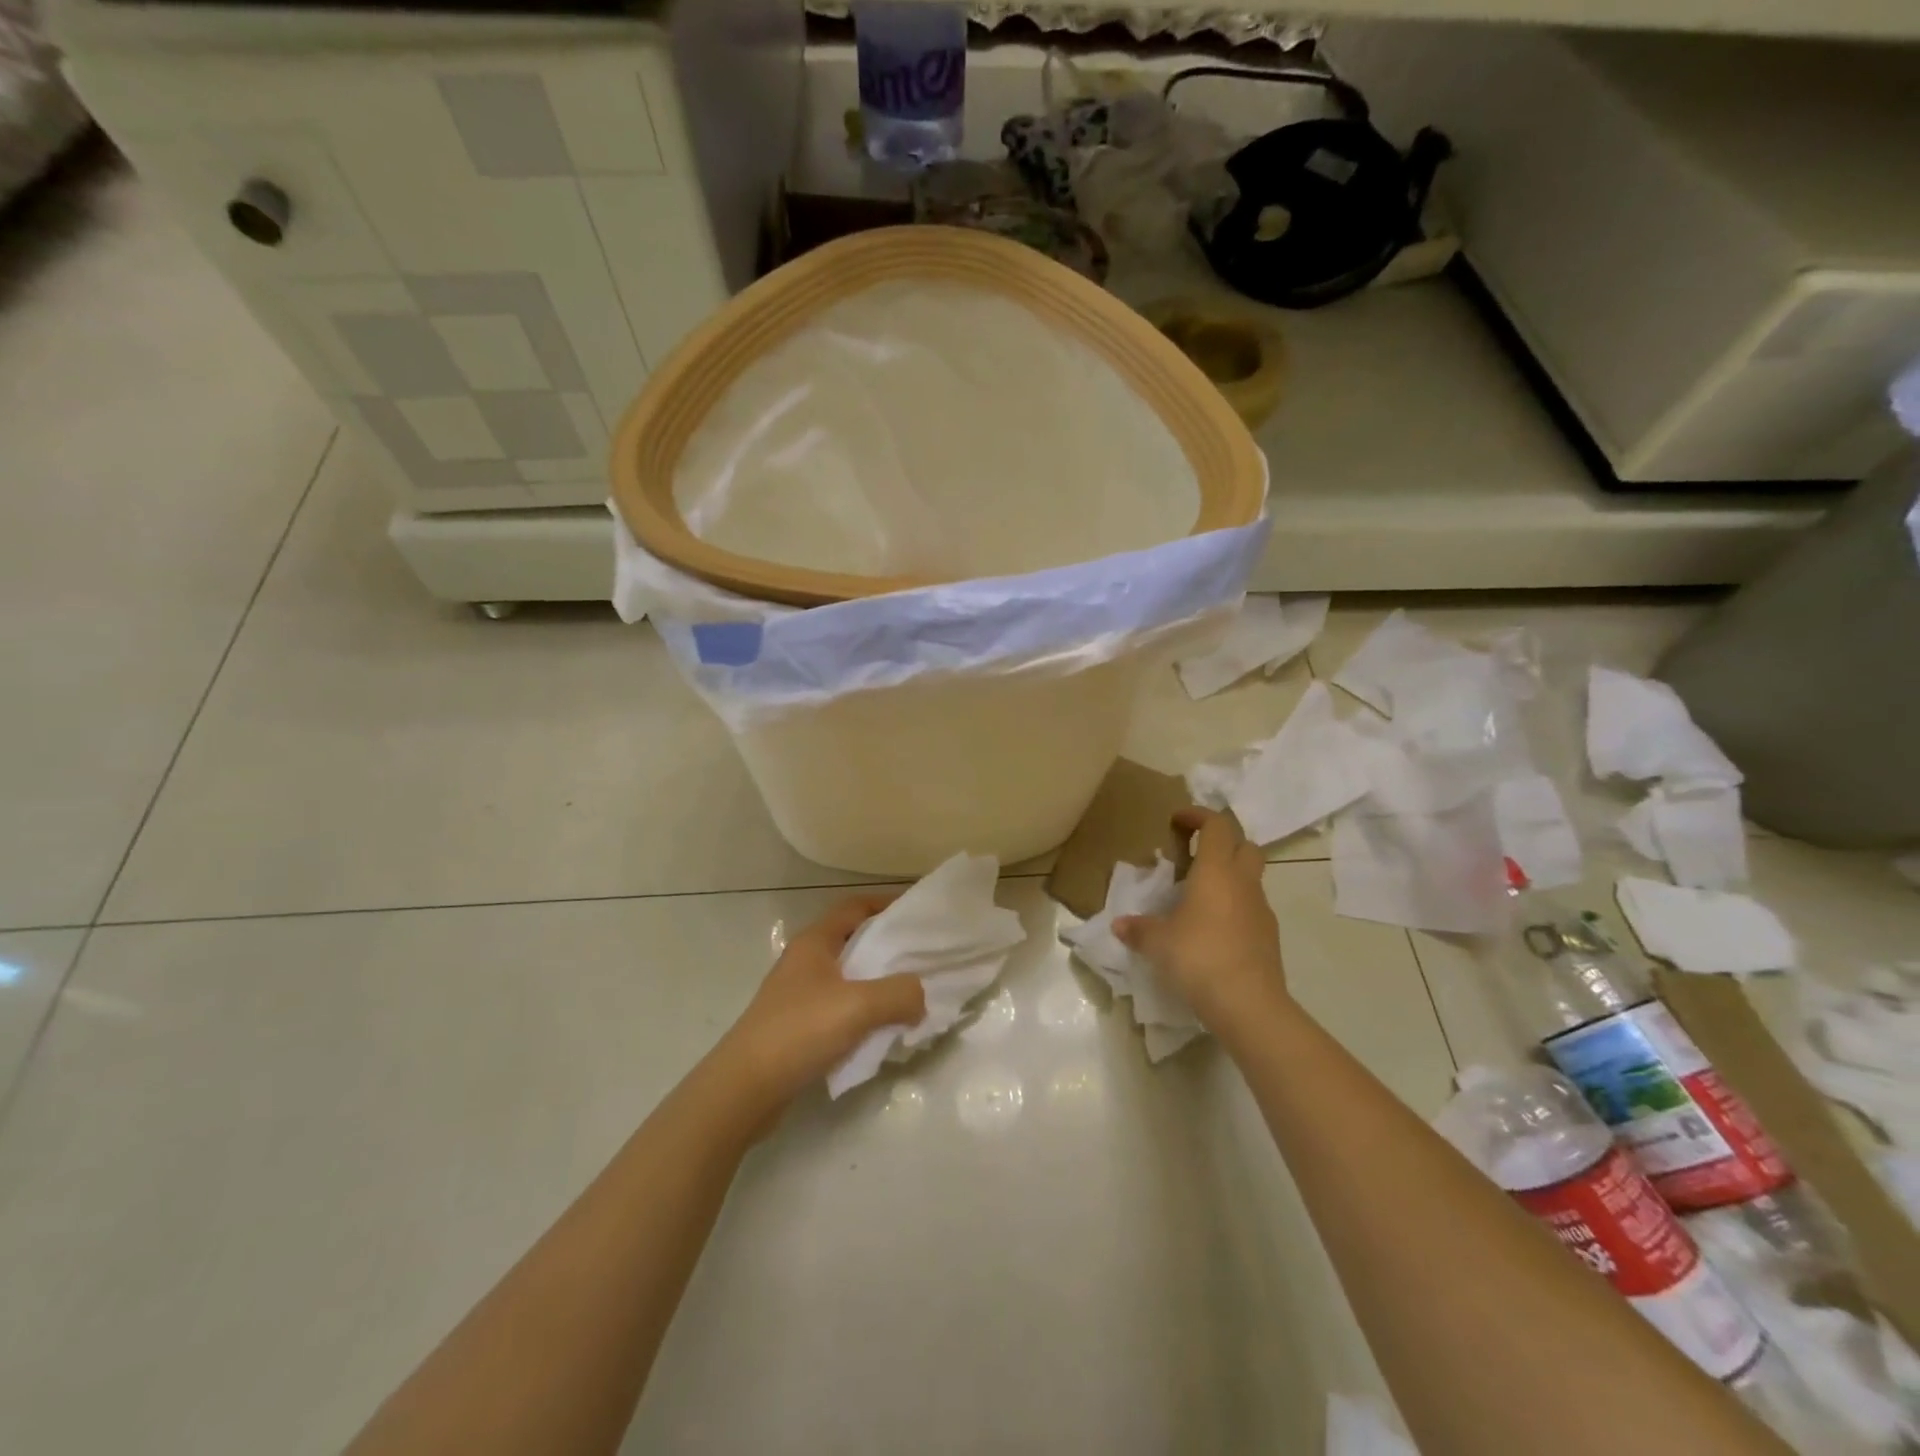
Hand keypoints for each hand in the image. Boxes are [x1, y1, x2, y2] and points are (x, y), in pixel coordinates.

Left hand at [711, 894, 926, 1121]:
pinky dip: (864, 1012)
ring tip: (911, 995)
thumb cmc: (799, 1031)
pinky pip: (840, 1008)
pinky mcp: (798, 1026)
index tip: (917, 911)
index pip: (854, 907)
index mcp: (815, 942)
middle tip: (922, 956)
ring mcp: (799, 995)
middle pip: (853, 941)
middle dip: (888, 947)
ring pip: (848, 977)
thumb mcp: (859, 1005)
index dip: (885, 903)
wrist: (745, 1089)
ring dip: (878, 983)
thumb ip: (900, 993)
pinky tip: (883, 1029)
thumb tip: (921, 996)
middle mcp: (805, 961)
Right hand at [1115, 807, 1287, 1028]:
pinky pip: (1252, 908)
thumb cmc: (1198, 957)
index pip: (1216, 826)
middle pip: (1245, 845)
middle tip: (1196, 855)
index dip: (1198, 816)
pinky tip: (1213, 929)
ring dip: (1229, 877)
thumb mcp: (1157, 942)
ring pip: (1251, 878)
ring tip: (1199, 896)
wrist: (1248, 1004)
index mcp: (1216, 871)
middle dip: (1223, 842)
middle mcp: (1243, 883)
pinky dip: (1235, 907)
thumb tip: (1120, 925)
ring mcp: (1261, 910)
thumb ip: (1138, 929)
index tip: (1178, 820)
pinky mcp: (1268, 936)